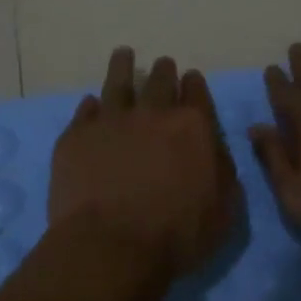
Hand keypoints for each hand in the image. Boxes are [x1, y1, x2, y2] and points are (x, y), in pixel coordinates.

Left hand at [48, 48, 241, 278]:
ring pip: (118, 83)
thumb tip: (216, 151)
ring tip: (123, 54)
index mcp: (193, 127)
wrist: (111, 246)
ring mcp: (110, 122)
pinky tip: (90, 103)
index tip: (190, 79)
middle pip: (159, 81)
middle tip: (163, 65)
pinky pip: (85, 111)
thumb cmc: (177, 235)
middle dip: (164, 71)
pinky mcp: (76, 137)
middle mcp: (152, 114)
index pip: (196, 93)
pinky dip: (90, 105)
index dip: (194, 84)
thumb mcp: (224, 210)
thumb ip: (224, 173)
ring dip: (123, 66)